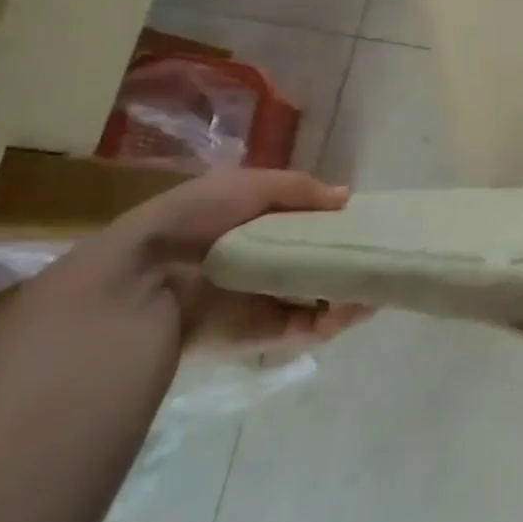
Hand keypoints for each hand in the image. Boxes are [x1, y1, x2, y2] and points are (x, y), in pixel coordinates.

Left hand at [106, 168, 374, 348]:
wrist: (141, 282)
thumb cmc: (193, 221)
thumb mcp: (247, 186)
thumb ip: (299, 189)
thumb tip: (347, 198)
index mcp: (257, 226)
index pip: (308, 225)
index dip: (338, 224)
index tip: (368, 223)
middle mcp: (265, 263)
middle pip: (320, 263)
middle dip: (351, 261)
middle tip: (380, 257)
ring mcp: (266, 301)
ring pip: (321, 298)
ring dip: (351, 292)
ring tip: (376, 286)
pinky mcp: (264, 335)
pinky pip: (309, 328)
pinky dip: (336, 320)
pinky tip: (356, 307)